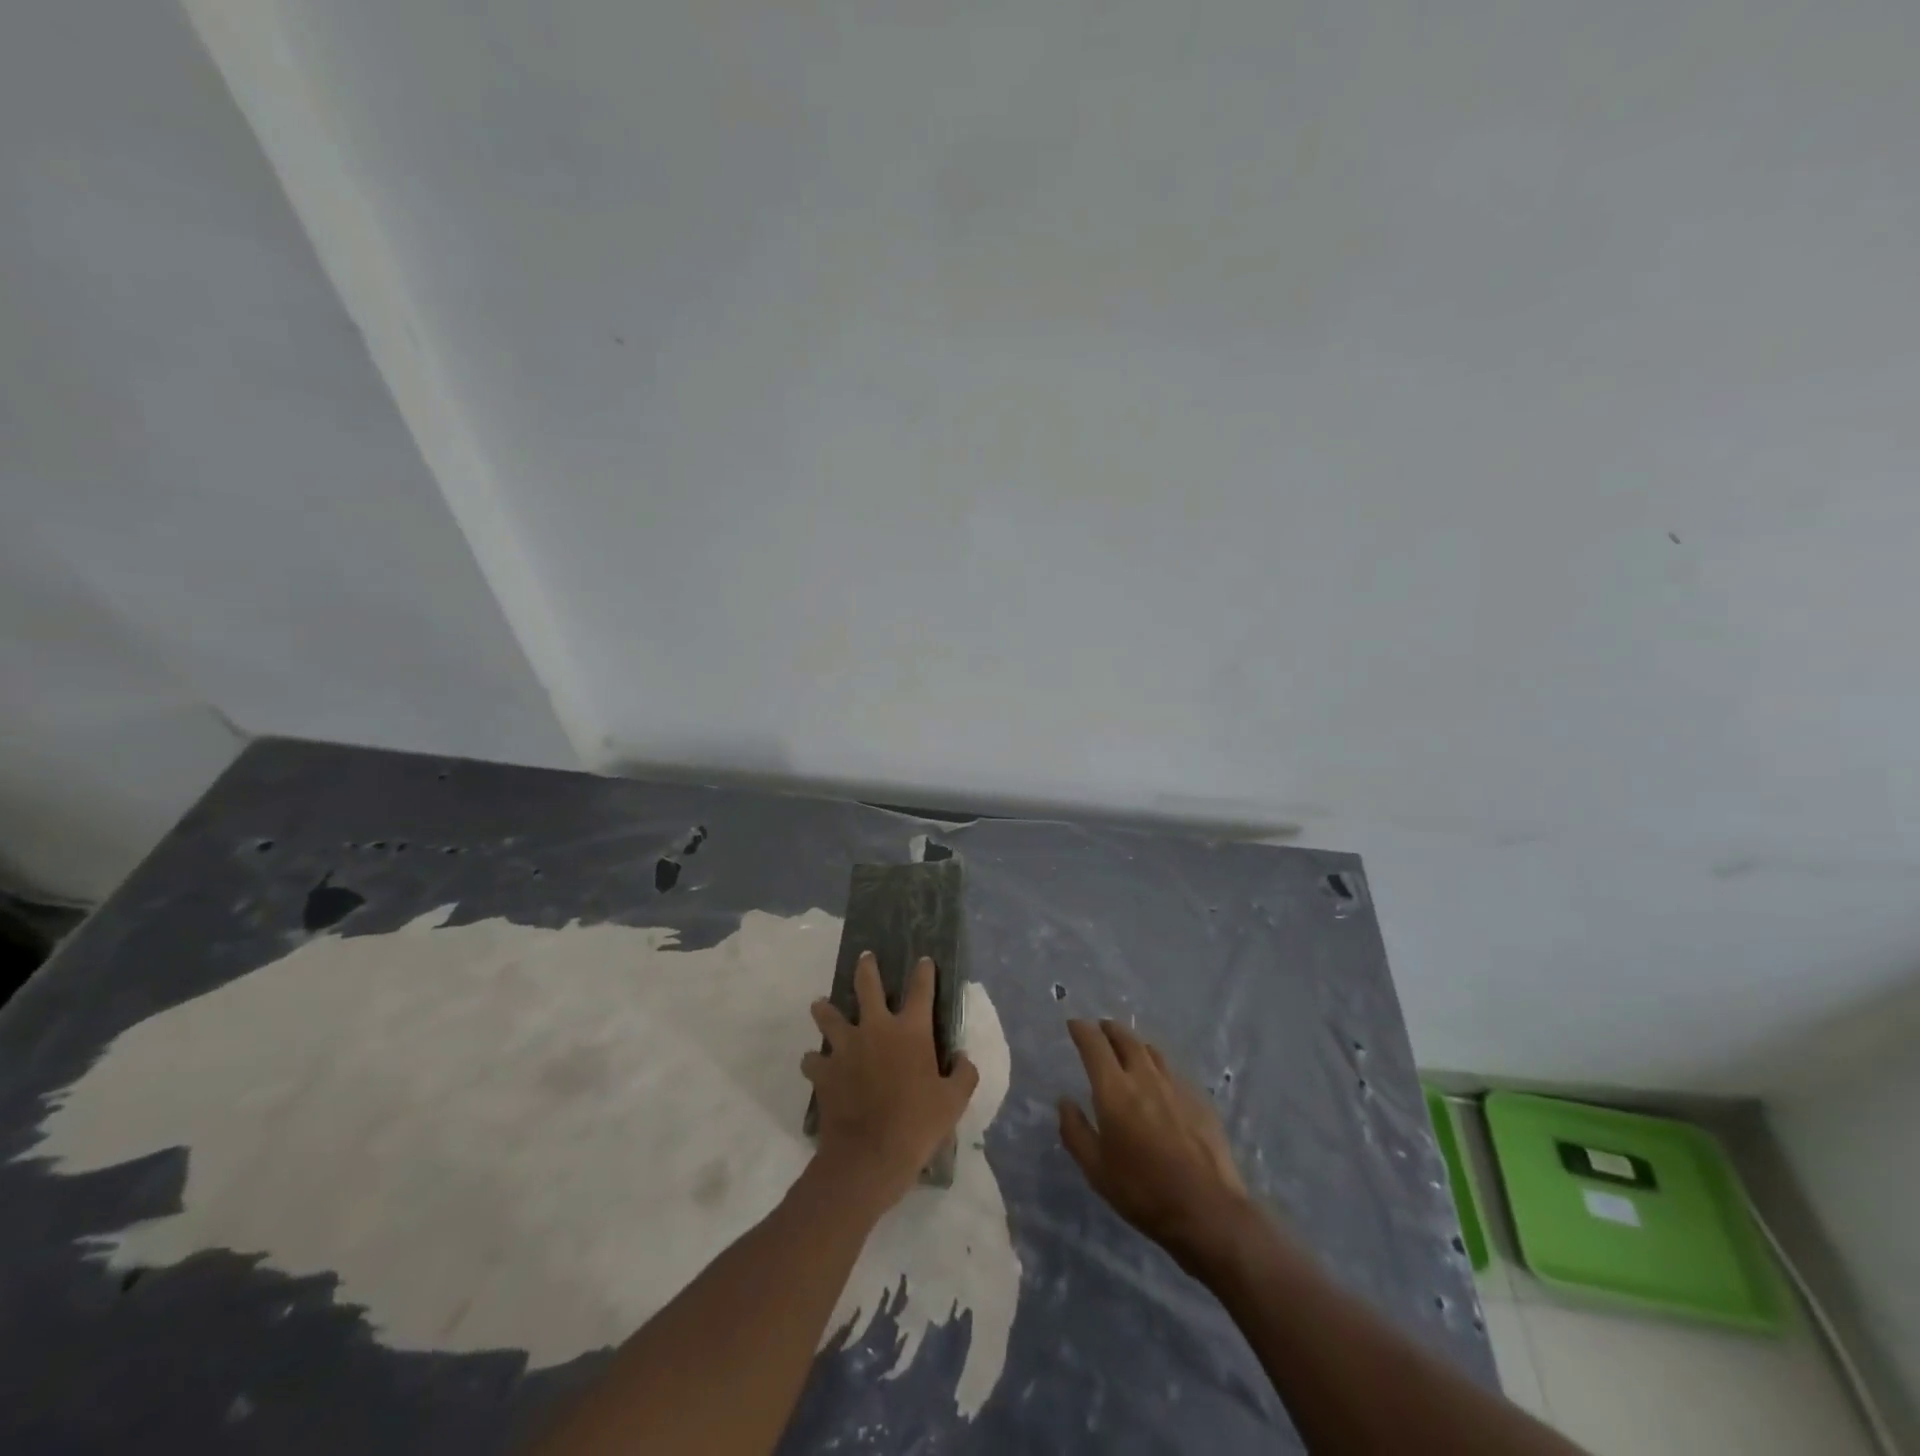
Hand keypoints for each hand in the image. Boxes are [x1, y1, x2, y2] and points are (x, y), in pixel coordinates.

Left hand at [804, 953, 978, 1212]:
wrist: (870, 1156)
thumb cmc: (918, 1125)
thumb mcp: (954, 1102)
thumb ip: (963, 1074)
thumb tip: (963, 1057)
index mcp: (910, 1031)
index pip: (921, 990)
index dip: (924, 972)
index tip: (924, 960)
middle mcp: (876, 1028)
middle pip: (867, 986)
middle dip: (866, 968)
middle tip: (865, 957)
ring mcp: (845, 1047)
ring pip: (828, 1016)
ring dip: (825, 1009)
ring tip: (821, 1004)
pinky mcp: (824, 1071)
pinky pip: (813, 1058)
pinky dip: (815, 1059)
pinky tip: (816, 1063)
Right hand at [1059, 1019, 1254, 1272]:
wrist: (1208, 1210)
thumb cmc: (1143, 1192)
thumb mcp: (1096, 1170)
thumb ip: (1076, 1132)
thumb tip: (1065, 1102)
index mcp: (1115, 1090)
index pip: (1094, 1045)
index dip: (1082, 1030)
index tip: (1074, 1024)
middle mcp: (1145, 1077)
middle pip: (1125, 1038)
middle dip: (1109, 1029)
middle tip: (1100, 1029)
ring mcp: (1176, 1086)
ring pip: (1151, 1051)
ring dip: (1134, 1044)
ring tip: (1128, 1049)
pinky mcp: (1199, 1099)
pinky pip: (1172, 1071)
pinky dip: (1158, 1067)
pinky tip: (1159, 1082)